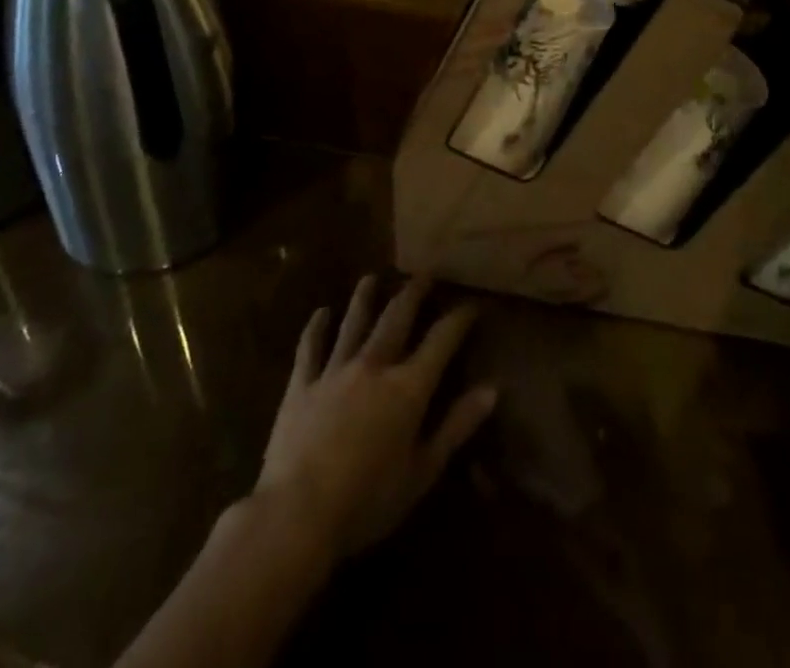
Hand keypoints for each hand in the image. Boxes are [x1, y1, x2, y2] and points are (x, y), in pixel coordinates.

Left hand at [254, 276, 497, 562]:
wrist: (297, 514)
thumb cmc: (368, 501)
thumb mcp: (423, 471)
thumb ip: (457, 426)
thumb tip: (492, 388)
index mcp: (407, 387)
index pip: (441, 340)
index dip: (459, 319)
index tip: (472, 304)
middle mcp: (374, 366)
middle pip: (397, 318)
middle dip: (413, 293)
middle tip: (424, 274)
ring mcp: (334, 371)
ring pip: (354, 323)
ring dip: (364, 298)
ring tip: (371, 277)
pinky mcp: (301, 385)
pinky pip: (310, 348)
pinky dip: (316, 328)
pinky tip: (320, 312)